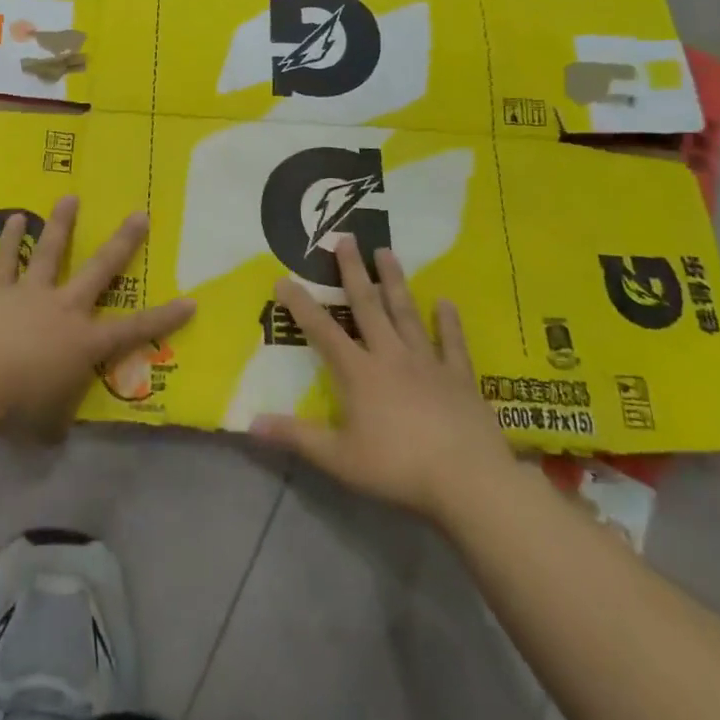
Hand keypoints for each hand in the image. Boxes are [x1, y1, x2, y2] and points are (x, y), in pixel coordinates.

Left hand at [0, 195, 195, 437]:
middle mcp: (65, 308)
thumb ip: (57, 419)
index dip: (164, 317)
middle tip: (140, 215)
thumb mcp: (47, 423)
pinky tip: (11, 219)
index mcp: (85, 342)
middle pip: (100, 269)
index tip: (190, 301)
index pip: (135, 329)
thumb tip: (57, 431)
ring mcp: (31, 292)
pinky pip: (5, 259)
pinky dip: (8, 239)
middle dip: (123, 242)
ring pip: (51, 251)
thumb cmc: (16, 406)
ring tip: (70, 197)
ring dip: (62, 223)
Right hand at [249, 237, 516, 521]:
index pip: (322, 331)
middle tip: (346, 238)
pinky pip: (453, 343)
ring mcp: (428, 363)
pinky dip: (449, 322)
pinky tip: (445, 302)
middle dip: (353, 272)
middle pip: (368, 306)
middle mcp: (390, 356)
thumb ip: (295, 437)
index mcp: (359, 373)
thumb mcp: (338, 458)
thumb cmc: (398, 468)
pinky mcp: (459, 377)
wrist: (468, 481)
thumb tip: (251, 423)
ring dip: (395, 282)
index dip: (301, 305)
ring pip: (407, 313)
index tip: (284, 278)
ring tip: (386, 252)